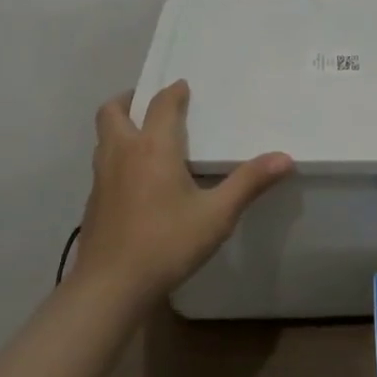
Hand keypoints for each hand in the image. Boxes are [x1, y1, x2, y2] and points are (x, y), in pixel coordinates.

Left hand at [70, 80, 292, 306]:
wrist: (108, 290)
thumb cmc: (165, 244)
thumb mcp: (216, 215)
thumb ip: (249, 183)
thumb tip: (285, 158)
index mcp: (153, 146)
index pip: (162, 104)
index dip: (174, 92)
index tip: (184, 87)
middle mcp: (123, 152)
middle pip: (113, 110)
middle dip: (130, 99)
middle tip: (151, 104)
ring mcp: (102, 178)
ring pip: (104, 137)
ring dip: (120, 127)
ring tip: (144, 137)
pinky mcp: (92, 203)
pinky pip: (102, 164)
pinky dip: (116, 158)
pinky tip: (134, 181)